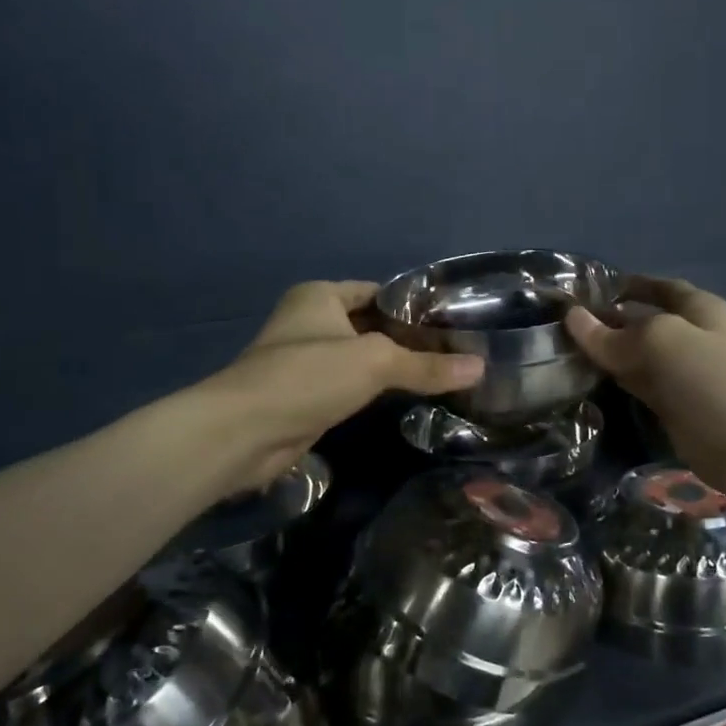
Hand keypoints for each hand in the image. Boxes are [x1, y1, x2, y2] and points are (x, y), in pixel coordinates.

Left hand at [200, 281, 483, 495]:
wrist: (244, 433)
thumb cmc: (309, 377)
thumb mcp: (376, 362)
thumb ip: (426, 365)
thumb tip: (480, 368)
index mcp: (321, 296)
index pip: (379, 292)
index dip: (414, 306)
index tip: (454, 323)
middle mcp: (311, 321)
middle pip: (372, 325)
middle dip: (408, 340)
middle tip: (457, 352)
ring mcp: (306, 361)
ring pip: (361, 359)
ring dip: (393, 368)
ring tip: (442, 375)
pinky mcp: (305, 396)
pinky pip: (350, 387)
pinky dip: (375, 392)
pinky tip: (407, 400)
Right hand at [566, 276, 725, 511]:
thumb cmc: (714, 380)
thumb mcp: (662, 342)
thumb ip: (616, 334)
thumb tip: (574, 318)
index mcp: (697, 309)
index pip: (656, 288)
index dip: (624, 286)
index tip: (583, 289)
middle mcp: (690, 338)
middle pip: (642, 324)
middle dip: (608, 323)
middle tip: (558, 326)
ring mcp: (683, 377)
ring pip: (637, 360)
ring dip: (607, 357)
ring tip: (561, 353)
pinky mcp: (676, 412)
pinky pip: (639, 391)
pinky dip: (616, 387)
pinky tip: (585, 385)